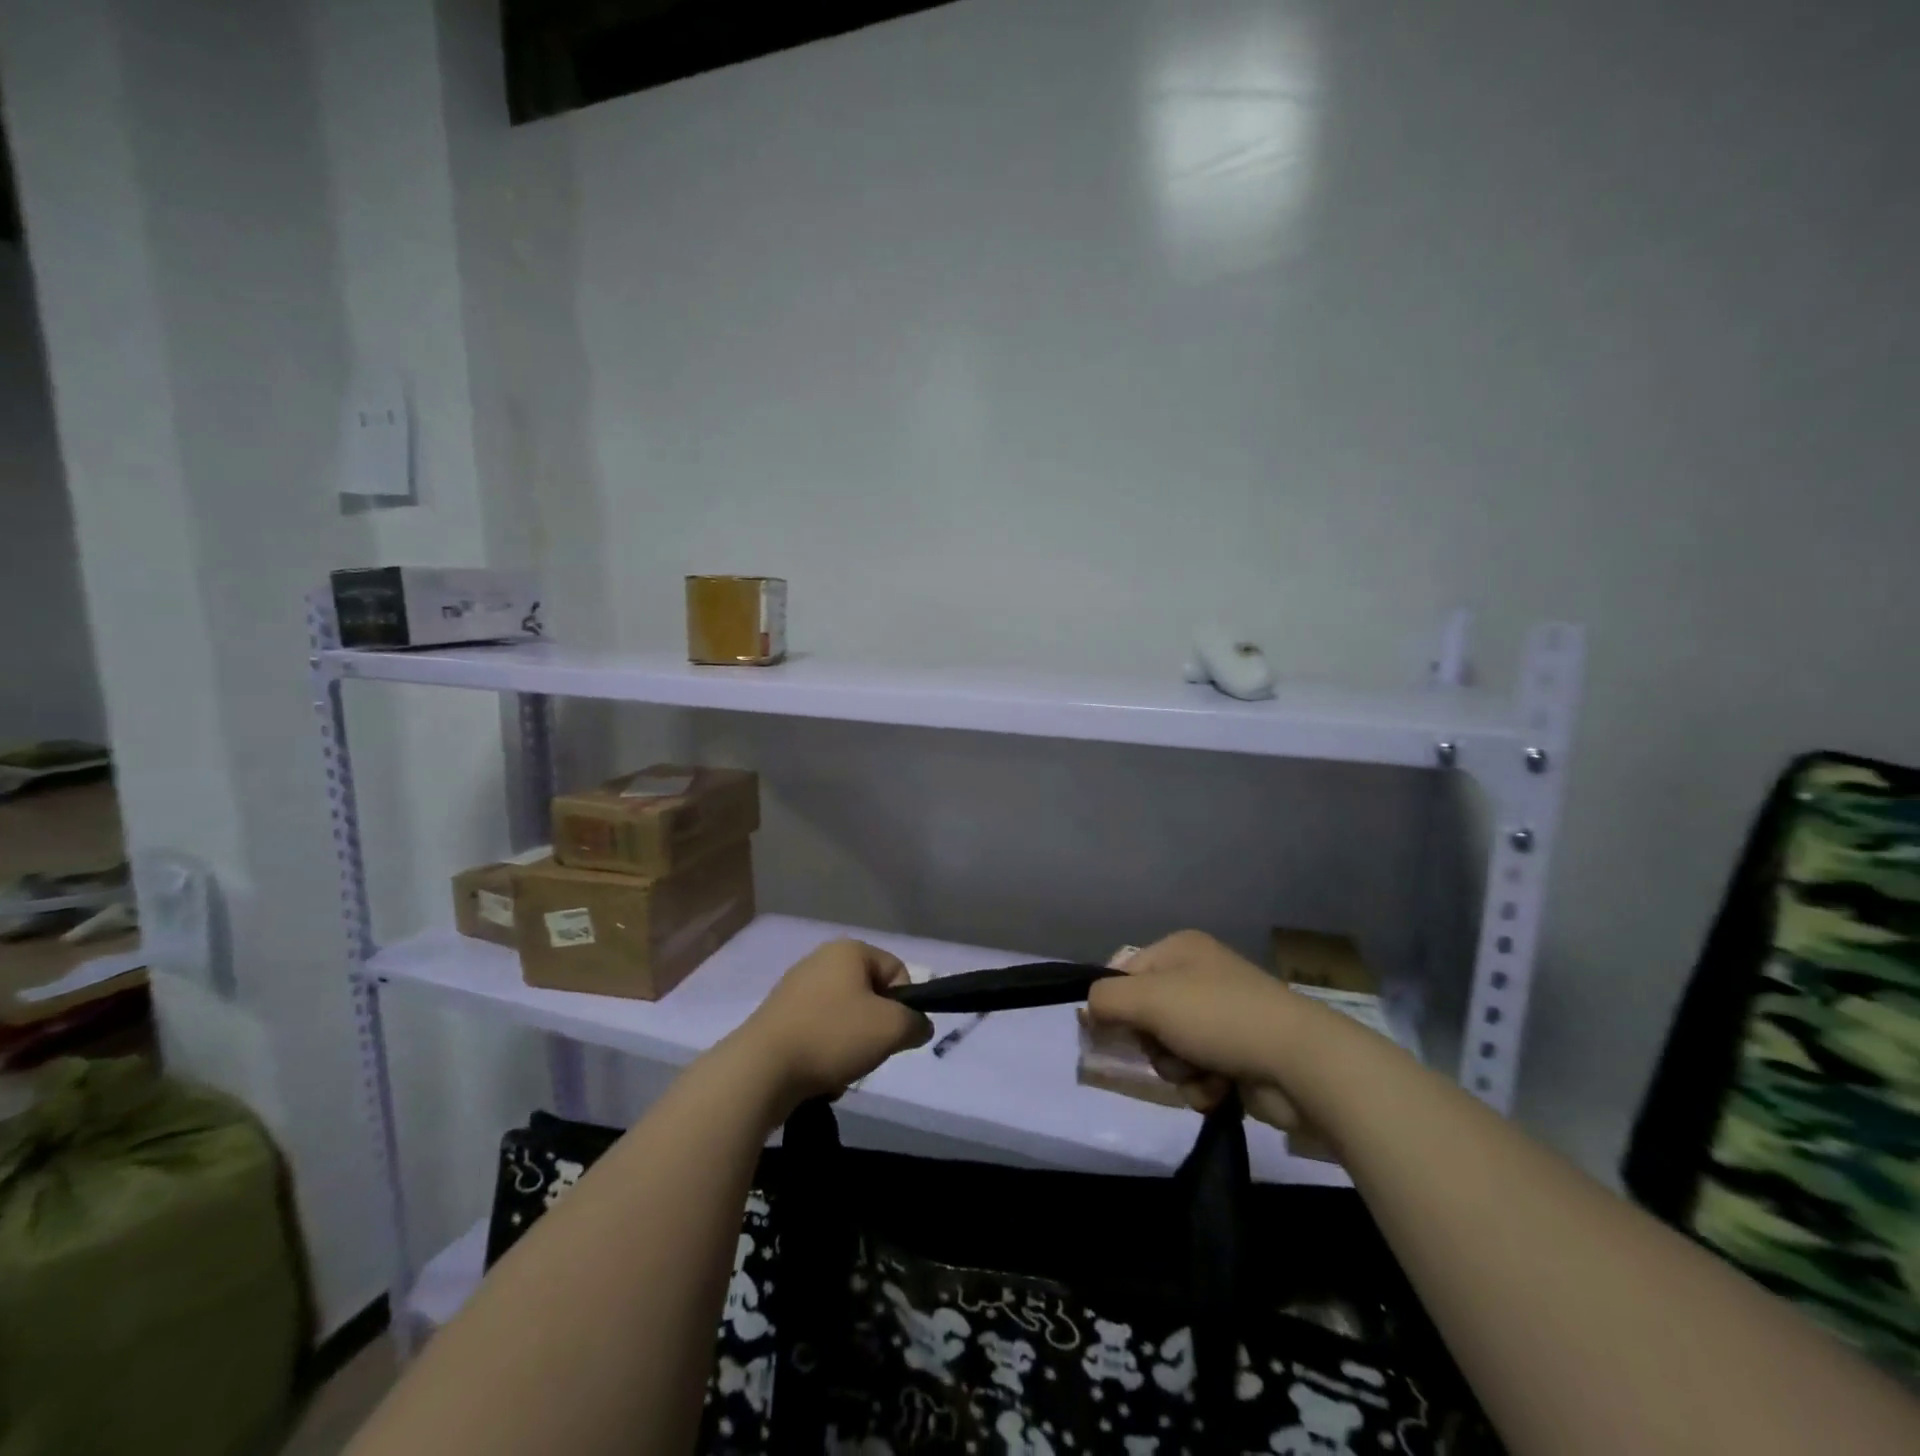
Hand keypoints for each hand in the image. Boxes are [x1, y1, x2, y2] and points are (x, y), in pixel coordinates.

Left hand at [732, 939, 932, 1110]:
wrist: (760, 1070)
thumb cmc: (832, 1036)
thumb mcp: (891, 1029)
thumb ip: (916, 1023)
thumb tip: (919, 1027)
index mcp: (848, 950)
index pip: (897, 970)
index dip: (904, 1004)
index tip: (893, 1033)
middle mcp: (820, 960)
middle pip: (870, 995)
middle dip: (875, 1028)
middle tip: (869, 1053)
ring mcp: (795, 988)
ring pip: (844, 1019)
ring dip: (851, 1046)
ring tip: (841, 1069)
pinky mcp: (778, 1017)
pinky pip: (818, 1034)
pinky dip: (824, 1054)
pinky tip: (818, 1076)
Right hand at [1086, 930, 1315, 1133]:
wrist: (1299, 1062)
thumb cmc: (1217, 1017)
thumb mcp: (1149, 999)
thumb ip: (1106, 1000)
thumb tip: (1087, 1010)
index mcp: (1180, 950)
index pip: (1125, 972)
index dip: (1113, 1004)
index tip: (1105, 1031)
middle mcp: (1200, 977)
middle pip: (1145, 1016)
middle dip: (1152, 1043)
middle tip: (1166, 1049)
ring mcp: (1221, 1017)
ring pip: (1168, 1050)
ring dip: (1176, 1069)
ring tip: (1200, 1072)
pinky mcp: (1238, 1055)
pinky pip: (1196, 1073)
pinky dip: (1201, 1085)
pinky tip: (1220, 1088)